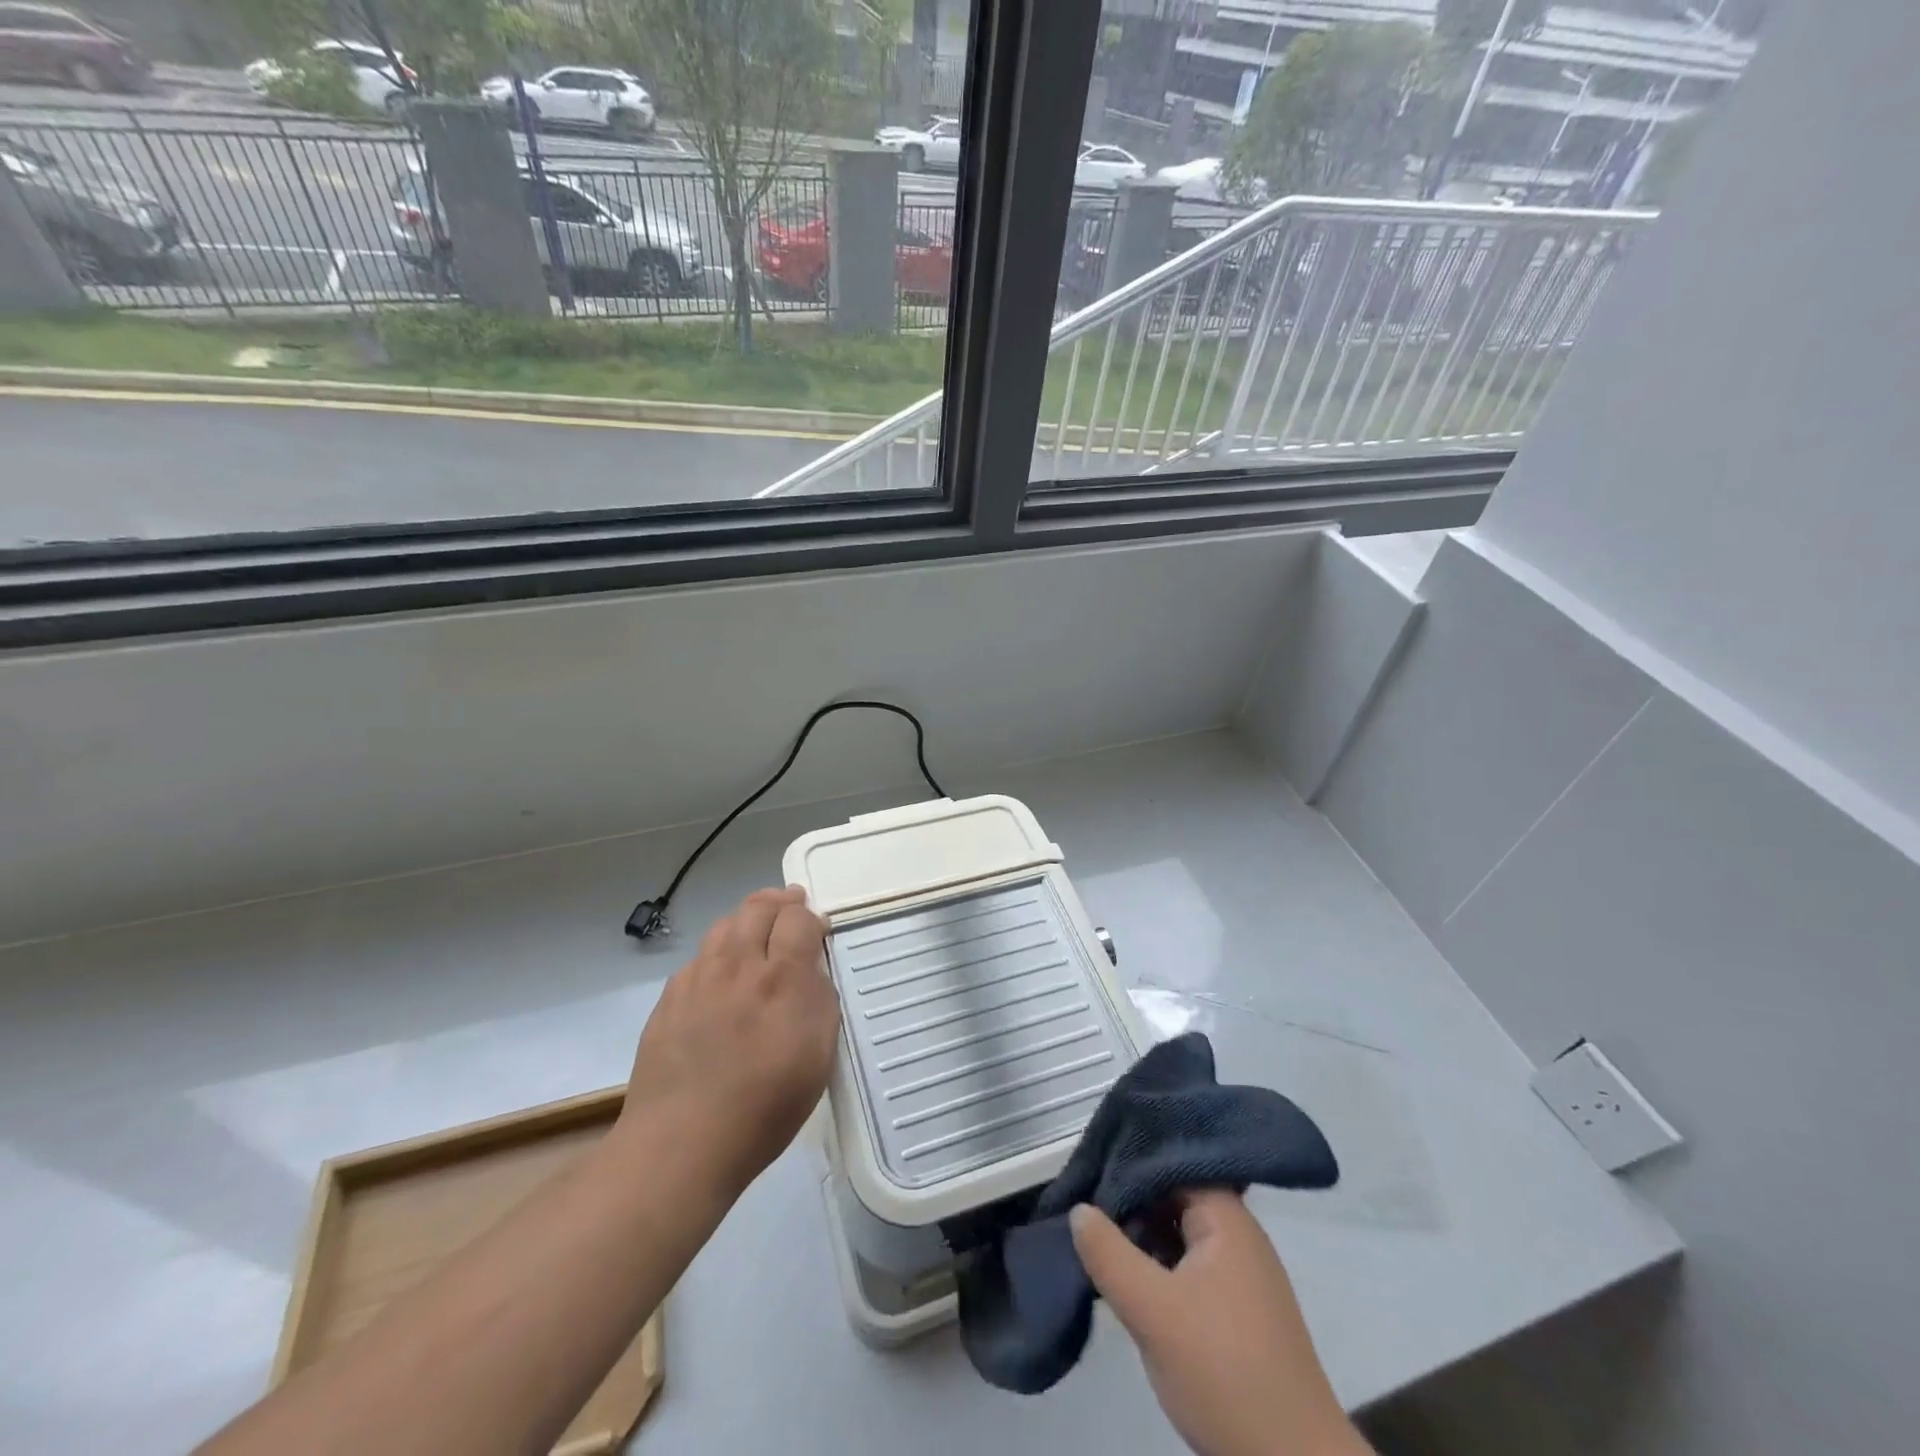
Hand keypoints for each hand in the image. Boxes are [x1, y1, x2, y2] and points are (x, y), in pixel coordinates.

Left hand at [619, 887, 837, 1195]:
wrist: (682, 1143)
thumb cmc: (765, 1107)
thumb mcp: (818, 1057)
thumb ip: (820, 1002)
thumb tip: (812, 971)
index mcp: (782, 978)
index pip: (798, 918)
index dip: (811, 916)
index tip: (819, 928)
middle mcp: (739, 965)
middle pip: (758, 907)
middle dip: (779, 902)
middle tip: (791, 906)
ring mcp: (699, 979)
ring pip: (724, 925)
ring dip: (746, 919)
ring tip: (757, 930)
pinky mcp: (669, 998)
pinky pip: (698, 958)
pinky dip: (718, 953)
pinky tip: (721, 976)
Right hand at [1071, 1192, 1369, 1455]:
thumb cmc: (1224, 1373)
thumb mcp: (1153, 1312)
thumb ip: (1109, 1254)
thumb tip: (1079, 1208)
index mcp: (1227, 1218)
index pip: (1171, 1163)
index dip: (1128, 1161)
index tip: (1088, 1165)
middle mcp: (1238, 1235)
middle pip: (1174, 1196)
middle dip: (1130, 1198)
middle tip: (1082, 1199)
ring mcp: (1240, 1274)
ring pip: (1179, 1233)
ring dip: (1141, 1233)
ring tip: (1094, 1233)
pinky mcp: (1236, 1310)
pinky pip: (1187, 1264)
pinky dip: (1157, 1262)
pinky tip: (1126, 1274)